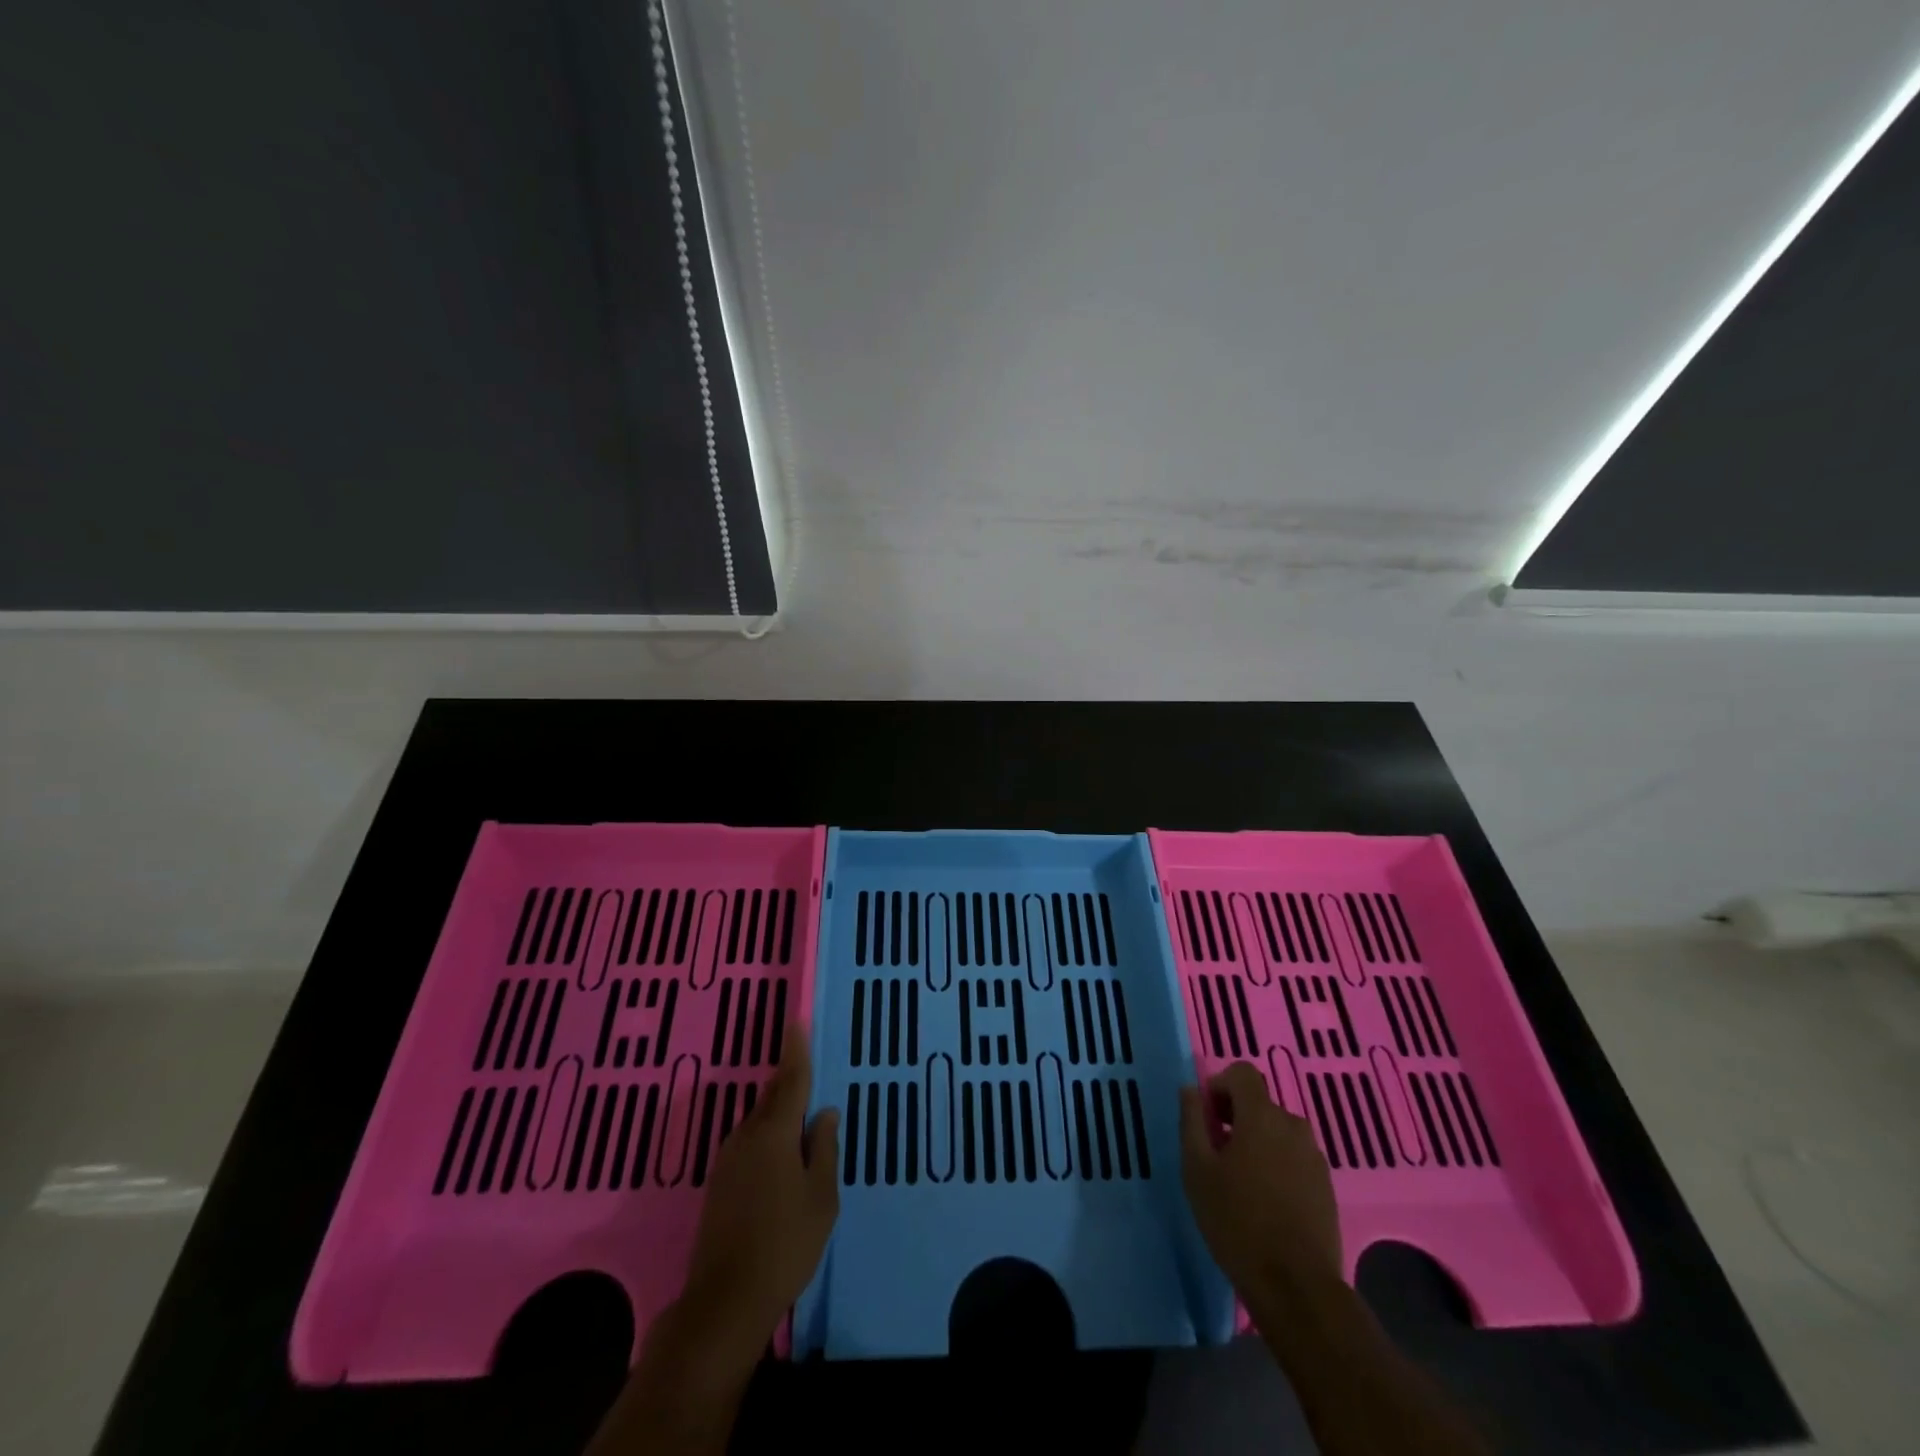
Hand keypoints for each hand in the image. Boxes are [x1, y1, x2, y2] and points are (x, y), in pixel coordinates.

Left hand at [681, 1023, 840, 1346]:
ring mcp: (728, 1160)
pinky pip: (750, 1144)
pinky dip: (769, 1138)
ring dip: (779, 1113)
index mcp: (775, 1133)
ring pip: (760, 1122)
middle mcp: (747, 1137)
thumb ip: (824, 1149)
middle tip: (807, 1066)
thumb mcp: (821, 1197)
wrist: (724, 1302)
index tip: (796, 1022)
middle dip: (789, 1081)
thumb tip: (825, 1113)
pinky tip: (782, 1156)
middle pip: (772, 1098)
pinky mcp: (719, 1184)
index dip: (796, 1051)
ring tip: (803, 1116)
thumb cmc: (785, 1244)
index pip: (790, 1080)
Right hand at [1179, 1061, 1341, 1308]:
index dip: (1221, 1085)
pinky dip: (1277, 1165)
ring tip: (1240, 1180)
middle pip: (1260, 1103)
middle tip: (1216, 1152)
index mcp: (1262, 1116)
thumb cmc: (1237, 1221)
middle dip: (1236, 1117)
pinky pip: (1295, 1158)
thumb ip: (1192, 1120)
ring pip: (1278, 1132)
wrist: (1296, 1287)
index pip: (1243, 1073)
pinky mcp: (1326, 1187)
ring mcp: (1314, 1157)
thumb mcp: (1197, 1169)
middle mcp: (1293, 1126)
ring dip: (1258, 1141)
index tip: (1207, 1117)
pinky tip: (1266, 1201)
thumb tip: (1191, 1090)